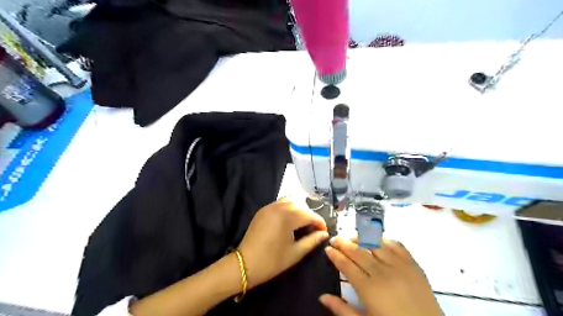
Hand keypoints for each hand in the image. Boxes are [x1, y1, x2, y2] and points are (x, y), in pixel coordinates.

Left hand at [237, 198, 330, 288]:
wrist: (245, 264)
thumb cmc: (271, 261)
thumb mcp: (295, 253)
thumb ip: (312, 241)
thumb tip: (324, 234)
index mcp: (287, 217)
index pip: (309, 214)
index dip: (319, 222)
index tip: (324, 232)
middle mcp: (279, 206)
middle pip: (301, 205)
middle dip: (310, 215)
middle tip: (313, 229)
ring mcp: (269, 206)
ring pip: (290, 200)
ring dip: (299, 209)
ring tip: (302, 223)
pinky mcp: (263, 210)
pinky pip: (280, 203)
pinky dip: (288, 208)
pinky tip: (289, 221)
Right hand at [321, 236, 443, 315]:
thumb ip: (342, 309)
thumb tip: (322, 296)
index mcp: (368, 288)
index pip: (346, 265)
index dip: (335, 256)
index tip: (328, 249)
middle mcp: (381, 272)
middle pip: (358, 252)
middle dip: (343, 243)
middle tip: (335, 239)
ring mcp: (399, 266)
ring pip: (375, 244)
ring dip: (361, 238)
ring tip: (352, 237)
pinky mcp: (413, 265)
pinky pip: (396, 245)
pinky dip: (384, 240)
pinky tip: (377, 240)